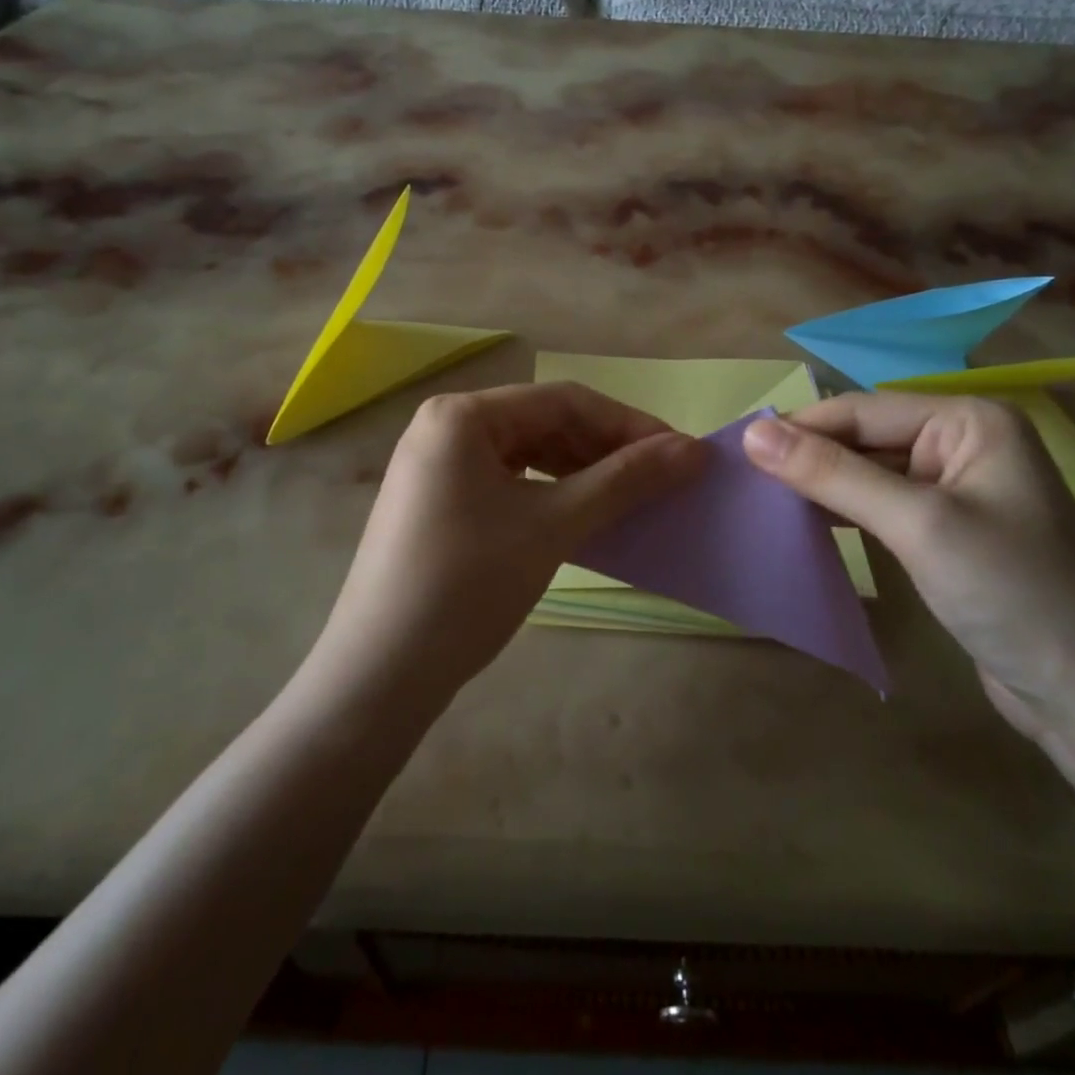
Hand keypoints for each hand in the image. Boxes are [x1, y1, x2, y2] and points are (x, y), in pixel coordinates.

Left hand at [315, 385, 705, 710]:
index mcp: (462, 415)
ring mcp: (436, 465)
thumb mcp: (553, 526)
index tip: (680, 454)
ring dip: (580, 471)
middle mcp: (445, 426)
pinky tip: (581, 514)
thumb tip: (695, 450)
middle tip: (659, 479)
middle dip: (605, 448)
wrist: (380, 674)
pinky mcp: (437, 500)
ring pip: (527, 453)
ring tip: (628, 497)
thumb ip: (625, 480)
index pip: (564, 400)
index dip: (628, 424)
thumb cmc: (467, 586)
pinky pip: (507, 481)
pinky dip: (549, 492)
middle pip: (544, 422)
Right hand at [743, 394, 1074, 739]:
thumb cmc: (1010, 592)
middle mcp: (965, 443)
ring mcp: (958, 489)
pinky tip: (805, 523)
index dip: (800, 427)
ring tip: (761, 498)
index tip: (737, 448)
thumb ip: (833, 474)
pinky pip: (883, 506)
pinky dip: (845, 512)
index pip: (864, 411)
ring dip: (822, 485)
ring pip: (870, 473)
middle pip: (866, 439)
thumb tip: (753, 433)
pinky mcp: (948, 531)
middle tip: (743, 478)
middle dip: (809, 457)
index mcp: (970, 421)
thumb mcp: (916, 524)